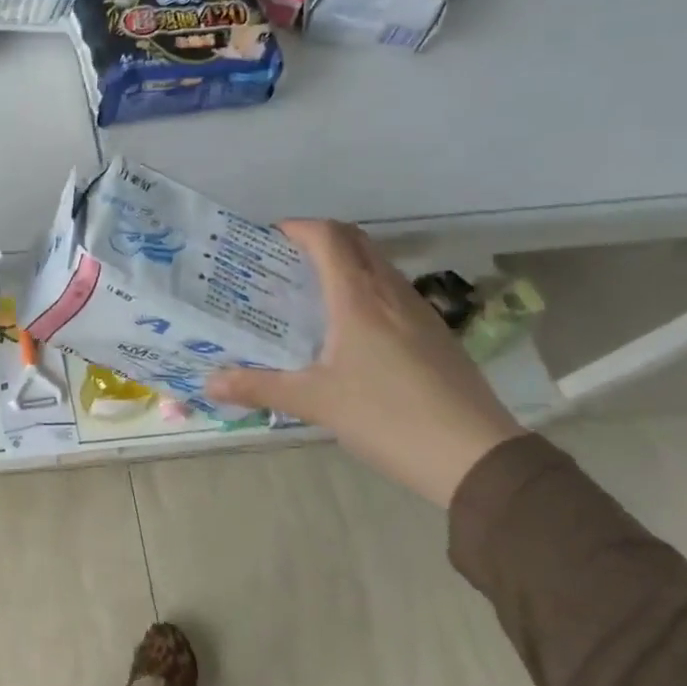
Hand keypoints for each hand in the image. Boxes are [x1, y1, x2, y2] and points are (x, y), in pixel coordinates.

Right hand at [206, 221, 523, 507]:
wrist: (476, 457)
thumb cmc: (387, 417)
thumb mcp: (315, 402)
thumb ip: (259, 387)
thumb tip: (210, 381)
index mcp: (359, 299)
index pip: (329, 238)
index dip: (298, 228)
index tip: (269, 237)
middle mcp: (391, 294)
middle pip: (357, 242)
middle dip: (320, 239)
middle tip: (285, 261)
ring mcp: (421, 312)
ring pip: (379, 265)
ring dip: (346, 262)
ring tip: (312, 291)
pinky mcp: (437, 334)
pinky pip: (394, 291)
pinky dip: (367, 288)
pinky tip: (353, 327)